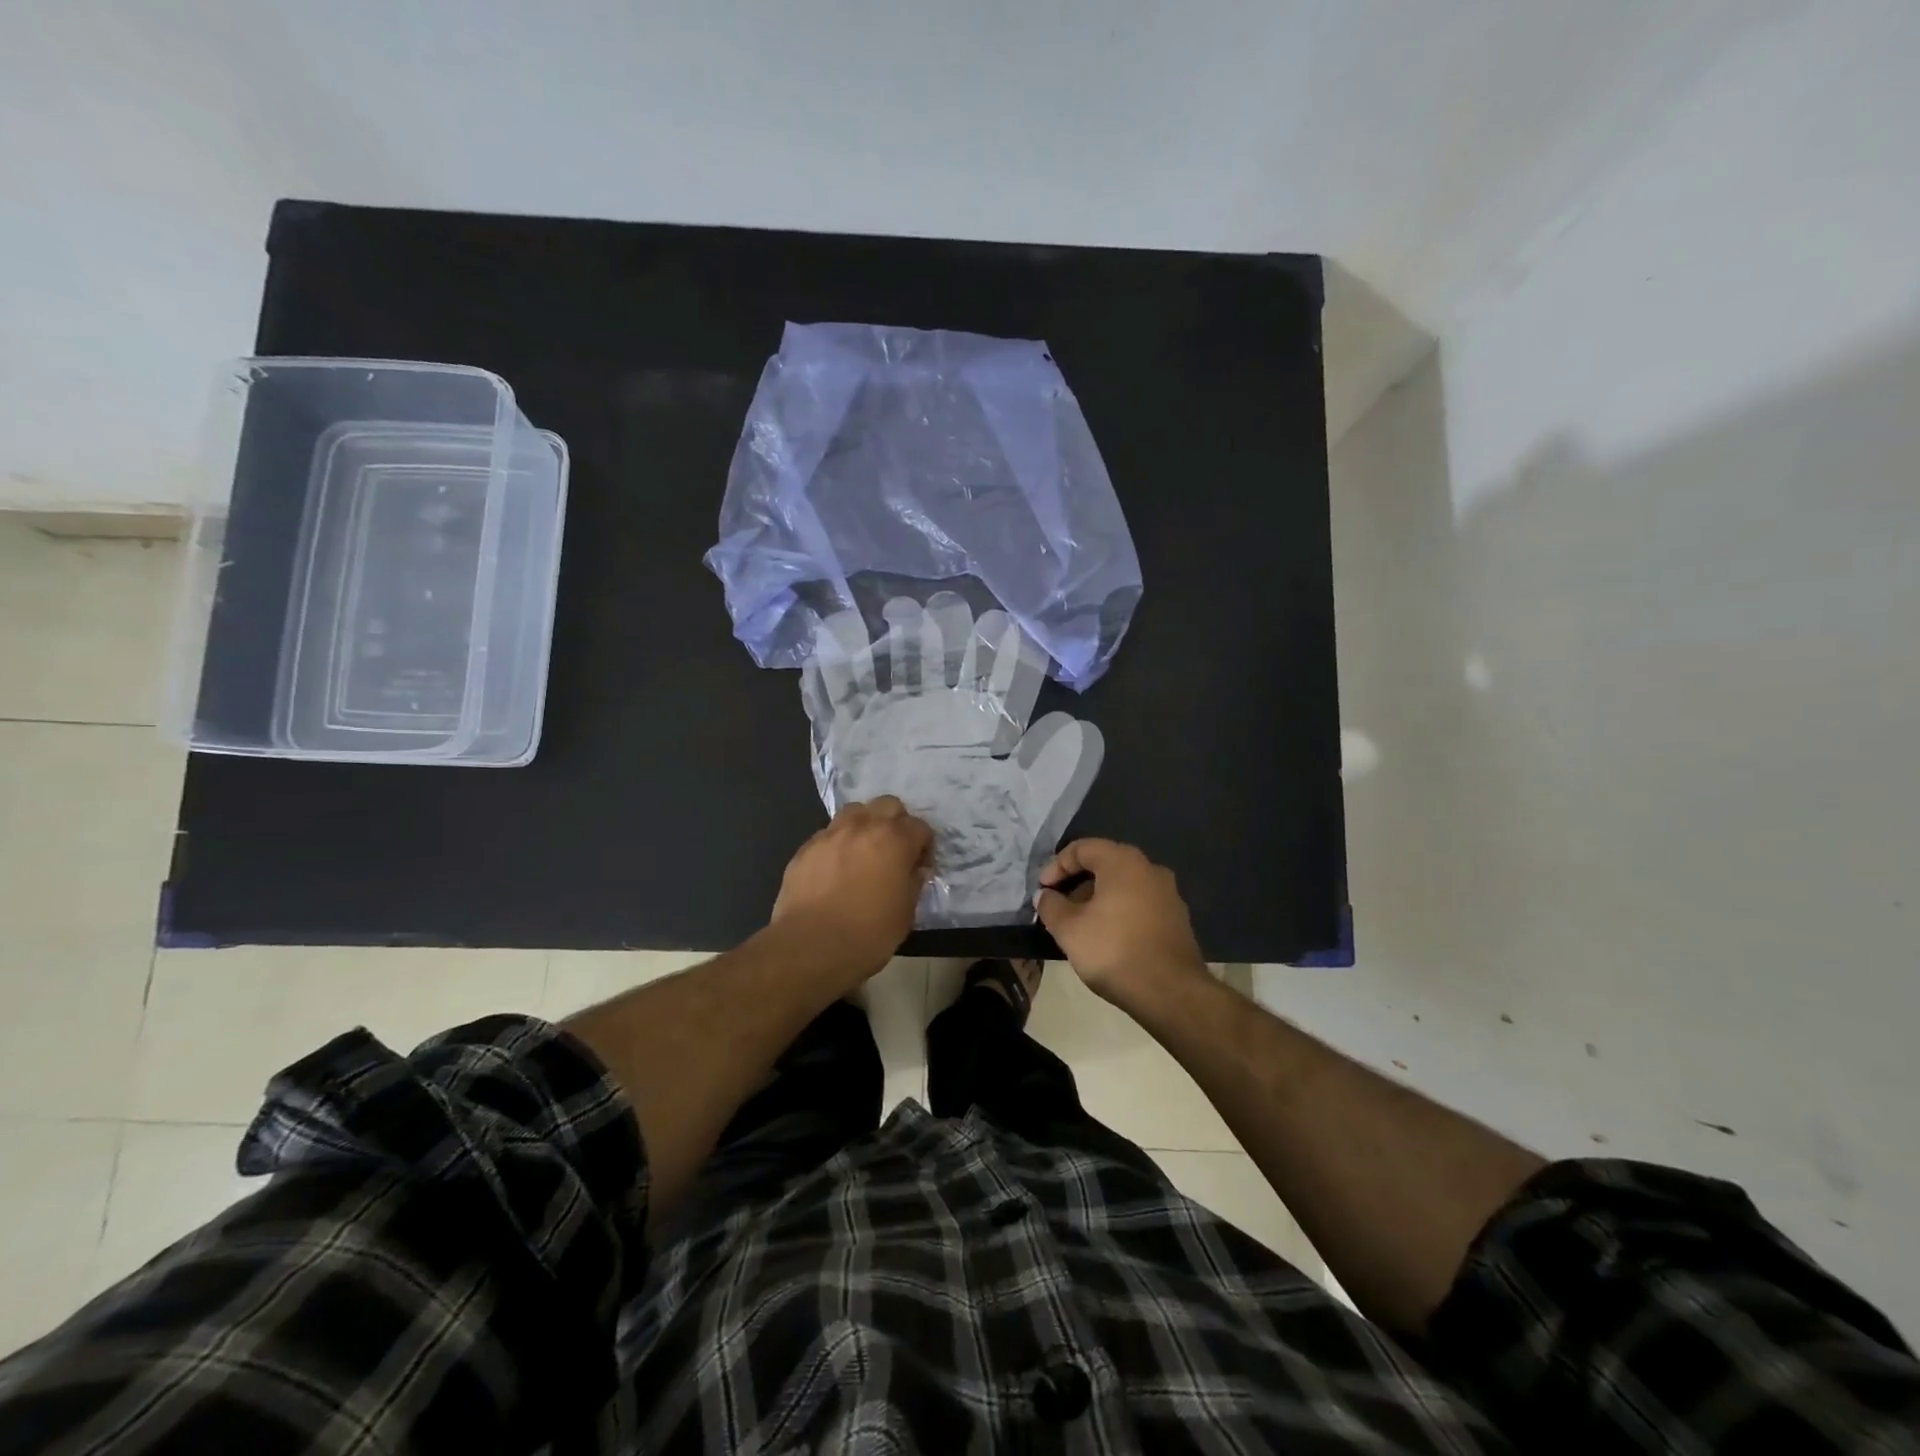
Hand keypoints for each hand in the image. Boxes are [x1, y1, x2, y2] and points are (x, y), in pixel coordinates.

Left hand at [771, 797, 932, 982]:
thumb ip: (913, 884)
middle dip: (896, 822)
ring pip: (855, 811)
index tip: (919, 866)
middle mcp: (864, 827)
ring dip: (865, 825)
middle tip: (894, 850)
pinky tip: (835, 869)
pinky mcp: (806, 847)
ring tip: (863, 852)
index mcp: (895, 840)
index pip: (920, 827)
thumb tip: (915, 870)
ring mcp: (831, 834)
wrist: (810, 946)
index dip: (924, 846)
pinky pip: (828, 834)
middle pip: (888, 805)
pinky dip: (838, 844)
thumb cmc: (868, 934)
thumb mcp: (905, 914)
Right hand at [1035, 839, 1208, 1003]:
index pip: (1083, 848)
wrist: (1171, 992)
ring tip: (1080, 924)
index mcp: (1123, 862)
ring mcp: (1168, 894)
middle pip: (1105, 864)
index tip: (1043, 890)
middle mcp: (1150, 869)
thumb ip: (1051, 906)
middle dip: (1077, 882)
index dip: (1057, 865)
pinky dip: (1119, 911)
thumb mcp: (1069, 929)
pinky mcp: (1177, 919)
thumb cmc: (1114, 950)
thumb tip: (1045, 896)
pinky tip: (1107, 936)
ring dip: (1098, 898)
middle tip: (1059, 904)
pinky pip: (1140, 903)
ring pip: (1124, 885)